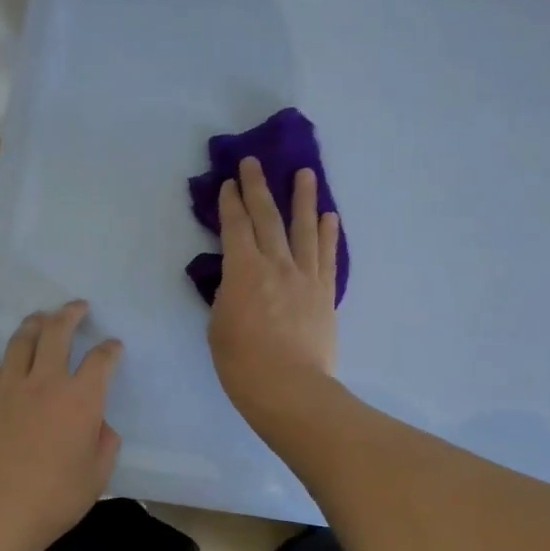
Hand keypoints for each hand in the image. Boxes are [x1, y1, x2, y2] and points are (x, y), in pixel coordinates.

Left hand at [0, 300, 122, 550]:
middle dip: (70, 314)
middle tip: (77, 307)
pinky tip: (10, 370)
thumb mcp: (97, 475)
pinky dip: (9, 364)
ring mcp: (6, 388)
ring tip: (41, 318)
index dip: (110, 348)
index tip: (113, 346)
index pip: (101, 359)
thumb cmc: (53, 500)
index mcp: (80, 399)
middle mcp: (44, 382)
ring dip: (35, 324)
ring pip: (21, 341)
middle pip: (57, 331)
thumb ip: (104, 441)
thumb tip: (99, 424)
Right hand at [208, 157, 341, 425]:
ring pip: (304, 229)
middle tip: (254, 162)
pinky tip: (330, 216)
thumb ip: (228, 294)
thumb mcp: (219, 325)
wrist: (290, 389)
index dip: (231, 202)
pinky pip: (328, 256)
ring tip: (305, 173)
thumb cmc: (243, 363)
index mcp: (244, 270)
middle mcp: (277, 264)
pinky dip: (329, 234)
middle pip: (267, 218)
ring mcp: (305, 276)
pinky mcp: (325, 293)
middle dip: (258, 187)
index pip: (236, 227)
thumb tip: (237, 280)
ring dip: (303, 198)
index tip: (229, 183)